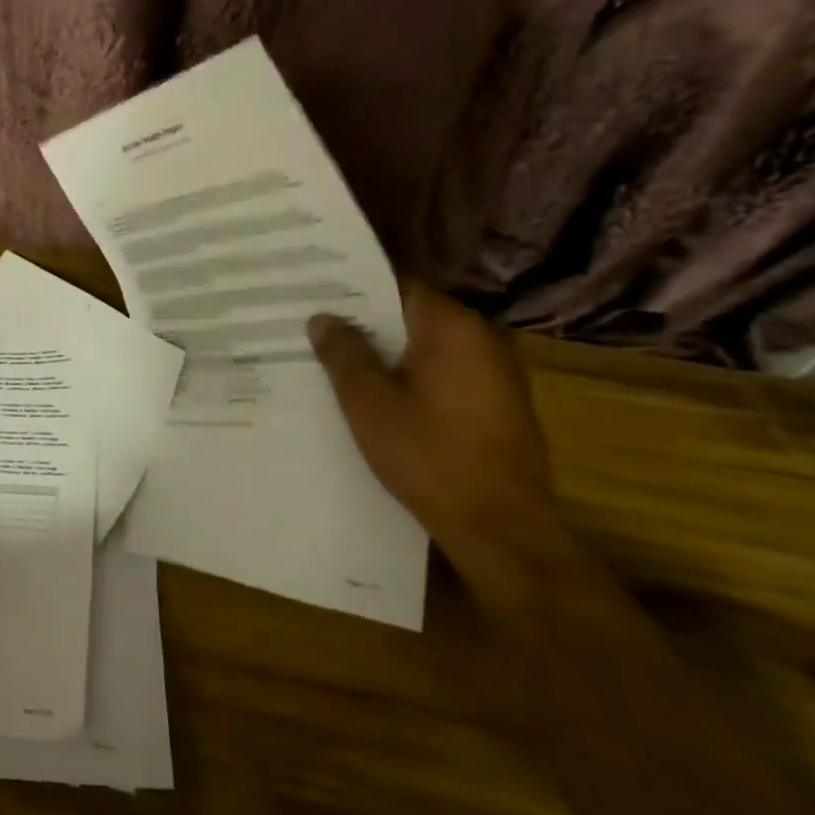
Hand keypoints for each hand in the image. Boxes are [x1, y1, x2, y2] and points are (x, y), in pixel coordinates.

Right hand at [307, 283, 579, 625]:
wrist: (500, 528)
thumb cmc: (429, 456)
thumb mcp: (369, 404)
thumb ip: (344, 354)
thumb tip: (324, 318)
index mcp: (453, 329)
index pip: (397, 287)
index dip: (353, 290)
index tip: (314, 295)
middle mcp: (482, 339)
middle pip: (412, 316)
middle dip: (365, 323)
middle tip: (315, 328)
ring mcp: (496, 373)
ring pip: (426, 347)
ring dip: (386, 352)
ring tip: (335, 360)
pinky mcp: (497, 404)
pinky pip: (443, 373)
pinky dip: (410, 376)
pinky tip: (376, 395)